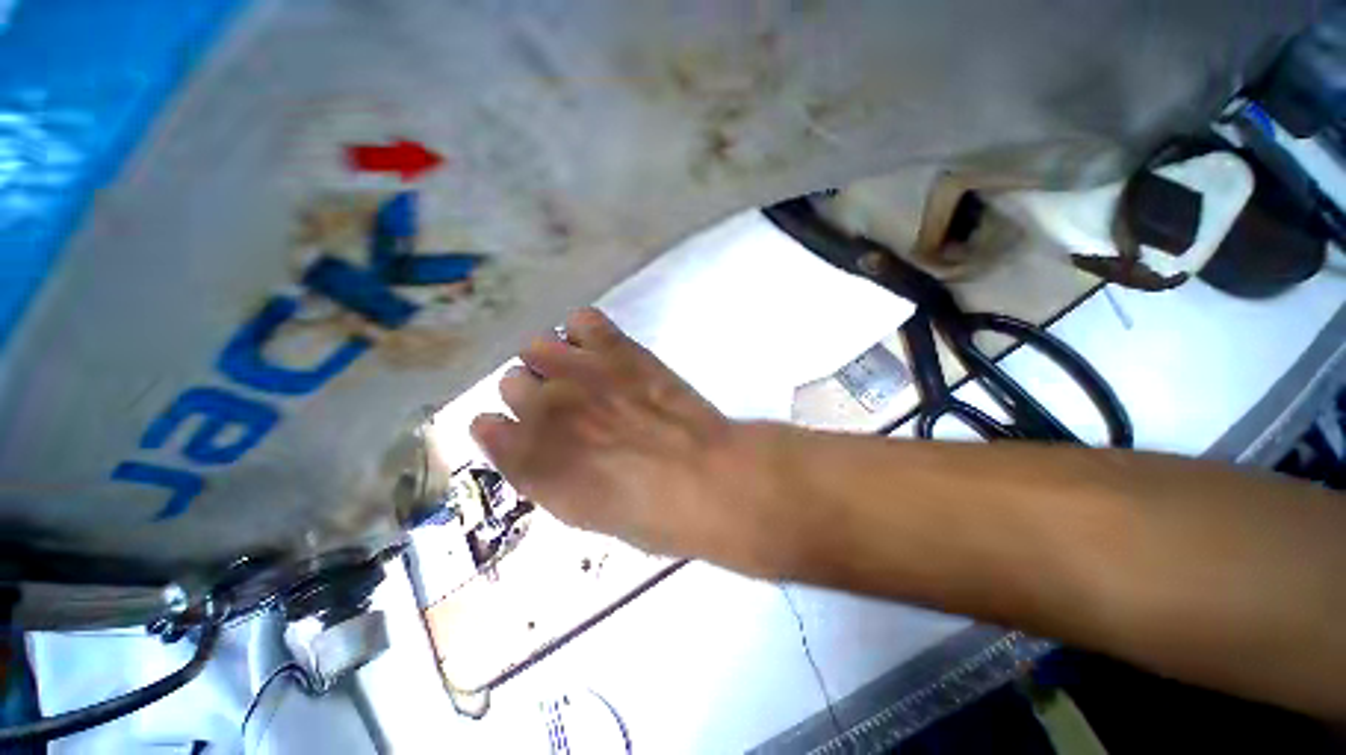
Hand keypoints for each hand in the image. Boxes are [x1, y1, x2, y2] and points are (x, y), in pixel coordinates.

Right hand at [470, 308, 784, 573]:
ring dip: (556, 361)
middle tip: (570, 404)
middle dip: (535, 392)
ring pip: (537, 346)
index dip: (508, 427)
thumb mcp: (585, 513)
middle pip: (510, 380)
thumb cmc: (651, 514)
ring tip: (586, 373)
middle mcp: (544, 410)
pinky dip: (587, 333)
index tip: (530, 432)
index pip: (484, 425)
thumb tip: (530, 444)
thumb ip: (545, 475)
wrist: (707, 479)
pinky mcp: (618, 350)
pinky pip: (582, 321)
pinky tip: (605, 350)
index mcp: (531, 460)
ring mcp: (579, 373)